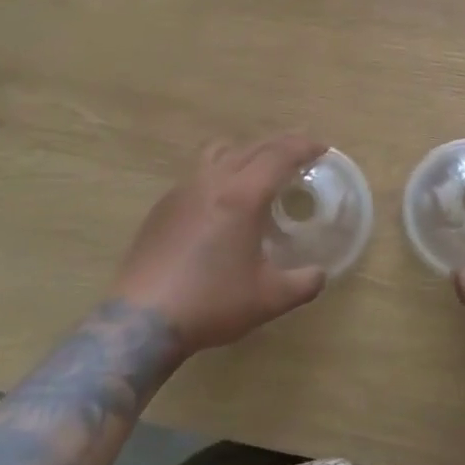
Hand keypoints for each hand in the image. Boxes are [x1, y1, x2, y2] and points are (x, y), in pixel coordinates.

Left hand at [113, 133, 329, 355]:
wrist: (143, 320)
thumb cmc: (211, 303)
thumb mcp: (269, 299)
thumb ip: (303, 283)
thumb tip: (320, 274)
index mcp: (243, 196)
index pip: (279, 155)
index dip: (304, 146)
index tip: (322, 147)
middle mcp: (213, 181)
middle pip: (252, 147)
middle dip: (280, 144)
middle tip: (300, 152)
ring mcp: (183, 190)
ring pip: (220, 152)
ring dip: (246, 151)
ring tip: (259, 169)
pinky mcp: (163, 205)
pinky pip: (199, 173)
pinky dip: (220, 172)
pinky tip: (222, 202)